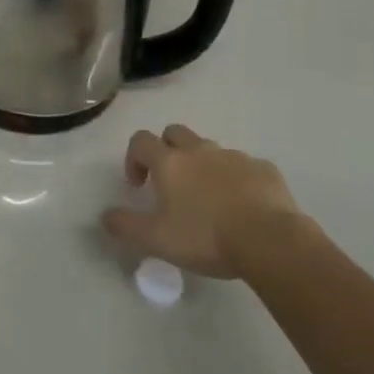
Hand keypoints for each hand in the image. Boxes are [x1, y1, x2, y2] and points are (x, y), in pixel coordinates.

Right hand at [101, 124, 304, 278]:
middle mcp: (200, 150)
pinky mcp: (264, 168)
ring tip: (208, 200)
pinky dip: (236, 179)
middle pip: (175, 133)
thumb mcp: (157, 239)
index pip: (141, 141)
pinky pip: (244, 166)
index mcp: (170, 162)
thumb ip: (126, 226)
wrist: (269, 239)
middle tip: (170, 184)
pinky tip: (242, 206)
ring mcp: (235, 156)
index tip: (138, 185)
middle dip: (167, 151)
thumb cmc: (206, 237)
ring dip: (202, 165)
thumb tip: (104, 216)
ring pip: (210, 149)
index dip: (133, 158)